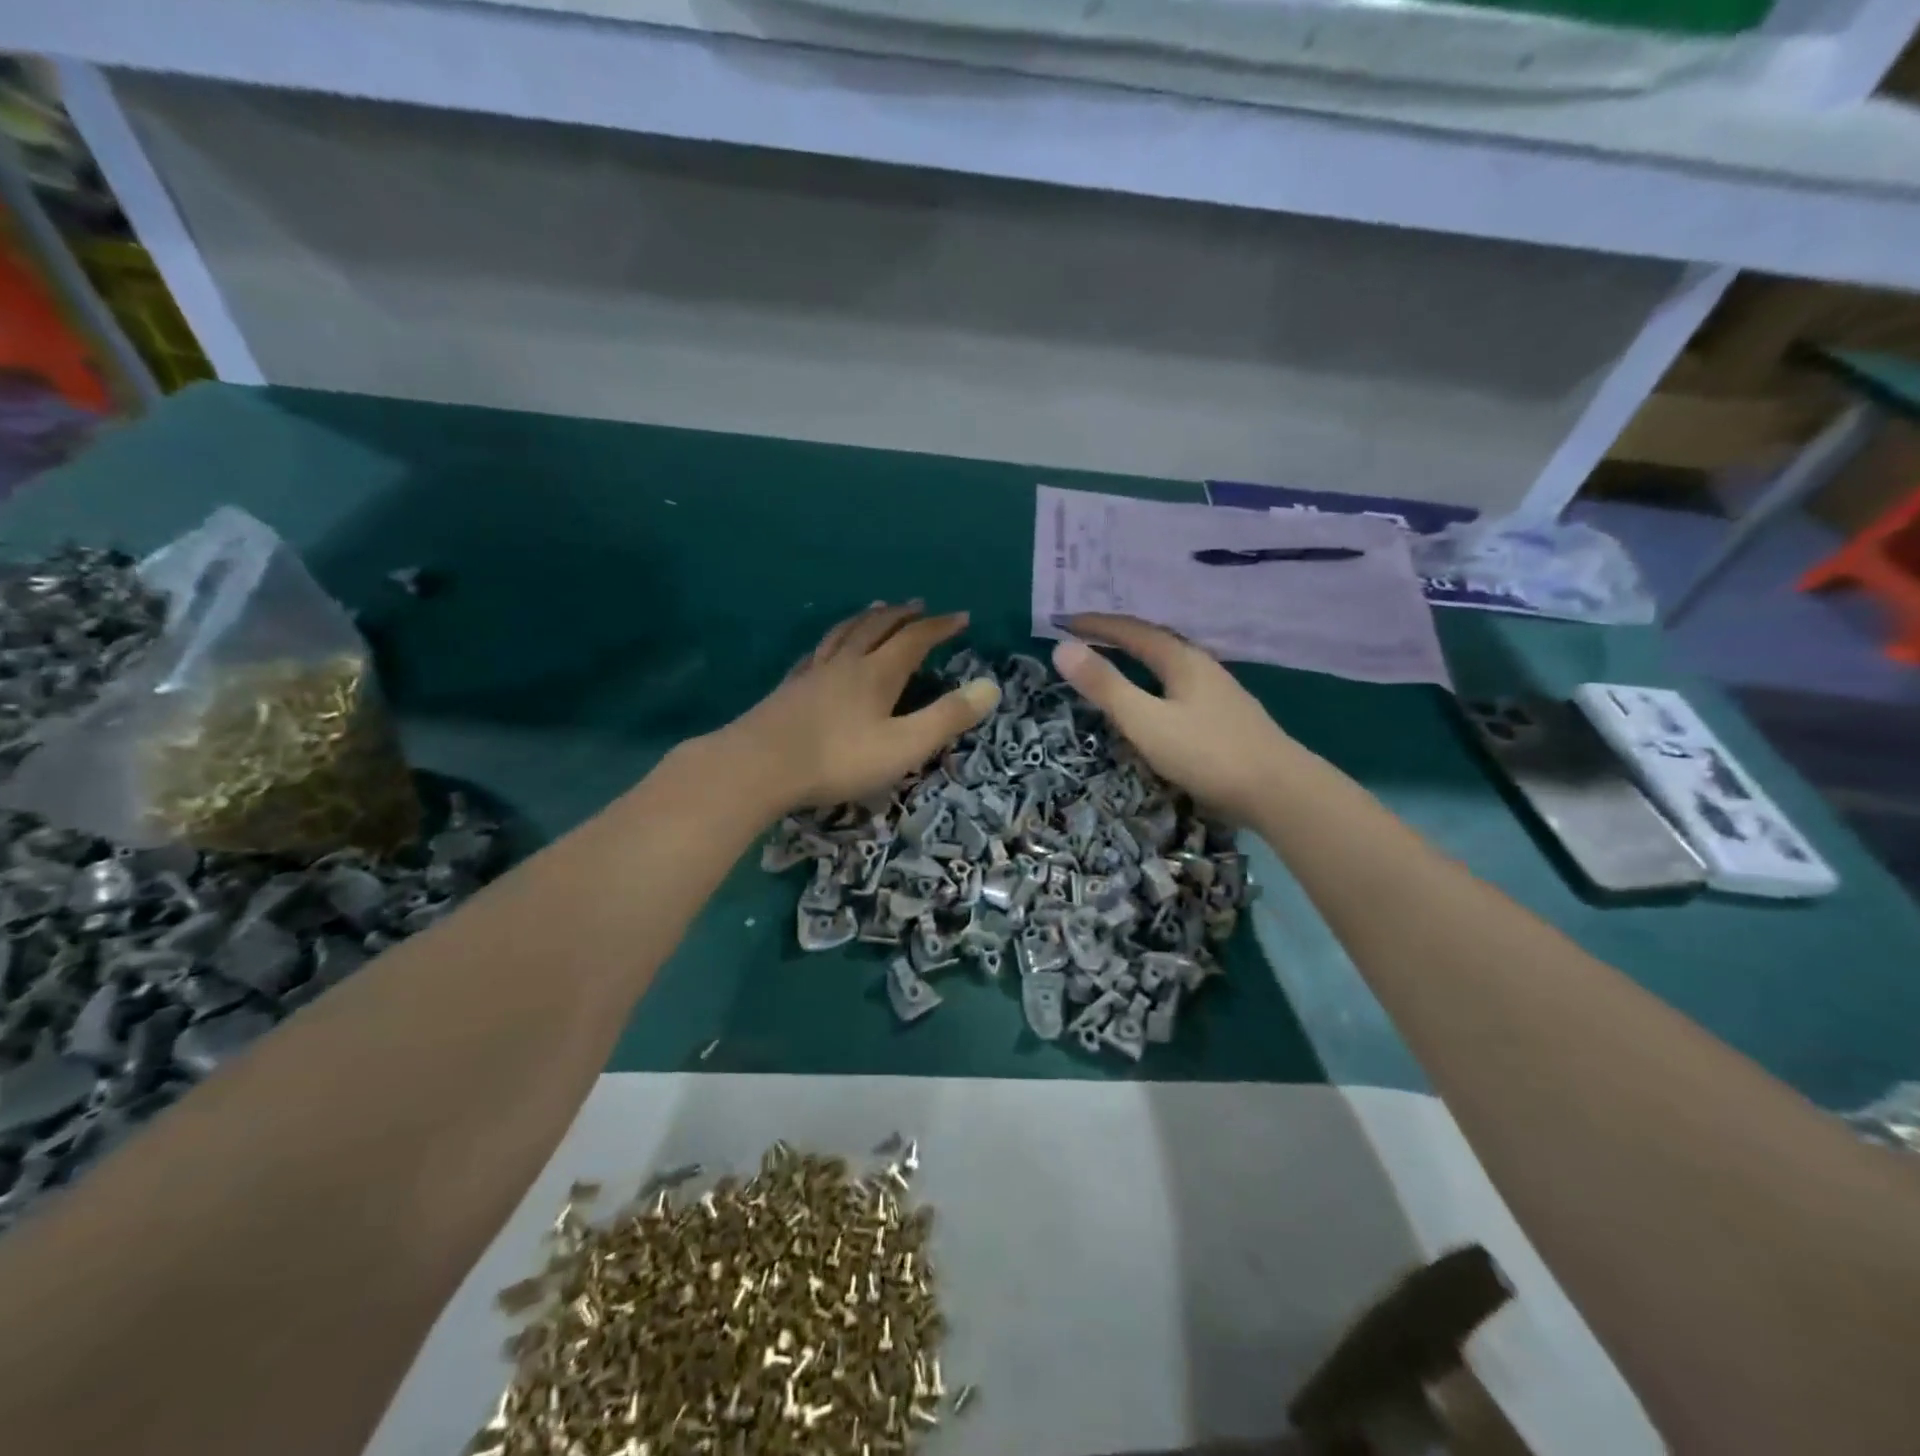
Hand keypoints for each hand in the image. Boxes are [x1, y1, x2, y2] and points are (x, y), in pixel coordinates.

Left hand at [720, 602, 999, 811]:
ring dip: (866, 618)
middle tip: (920, 605)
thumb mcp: (904, 746)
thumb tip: (991, 686)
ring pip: (845, 634)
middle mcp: (847, 663)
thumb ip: (947, 717)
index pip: (915, 639)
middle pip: (878, 627)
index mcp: (878, 673)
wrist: (759, 766)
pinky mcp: (790, 689)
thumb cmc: (838, 759)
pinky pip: (817, 652)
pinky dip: (831, 641)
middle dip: (903, 615)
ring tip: (877, 609)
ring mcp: (814, 673)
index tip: (961, 617)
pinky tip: (826, 649)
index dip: (940, 626)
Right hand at [1052, 614, 1294, 818]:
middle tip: (1085, 637)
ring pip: (1170, 665)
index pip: (1132, 631)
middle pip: (1154, 642)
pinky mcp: (1225, 718)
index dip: (1097, 626)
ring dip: (1138, 659)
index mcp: (1182, 660)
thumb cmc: (1207, 753)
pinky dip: (1154, 682)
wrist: (1279, 791)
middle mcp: (1202, 667)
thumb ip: (1106, 687)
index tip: (1064, 623)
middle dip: (1118, 637)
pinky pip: (1179, 687)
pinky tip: (1155, 701)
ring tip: (1114, 663)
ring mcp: (1219, 693)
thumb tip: (1062, 649)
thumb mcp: (1146, 721)